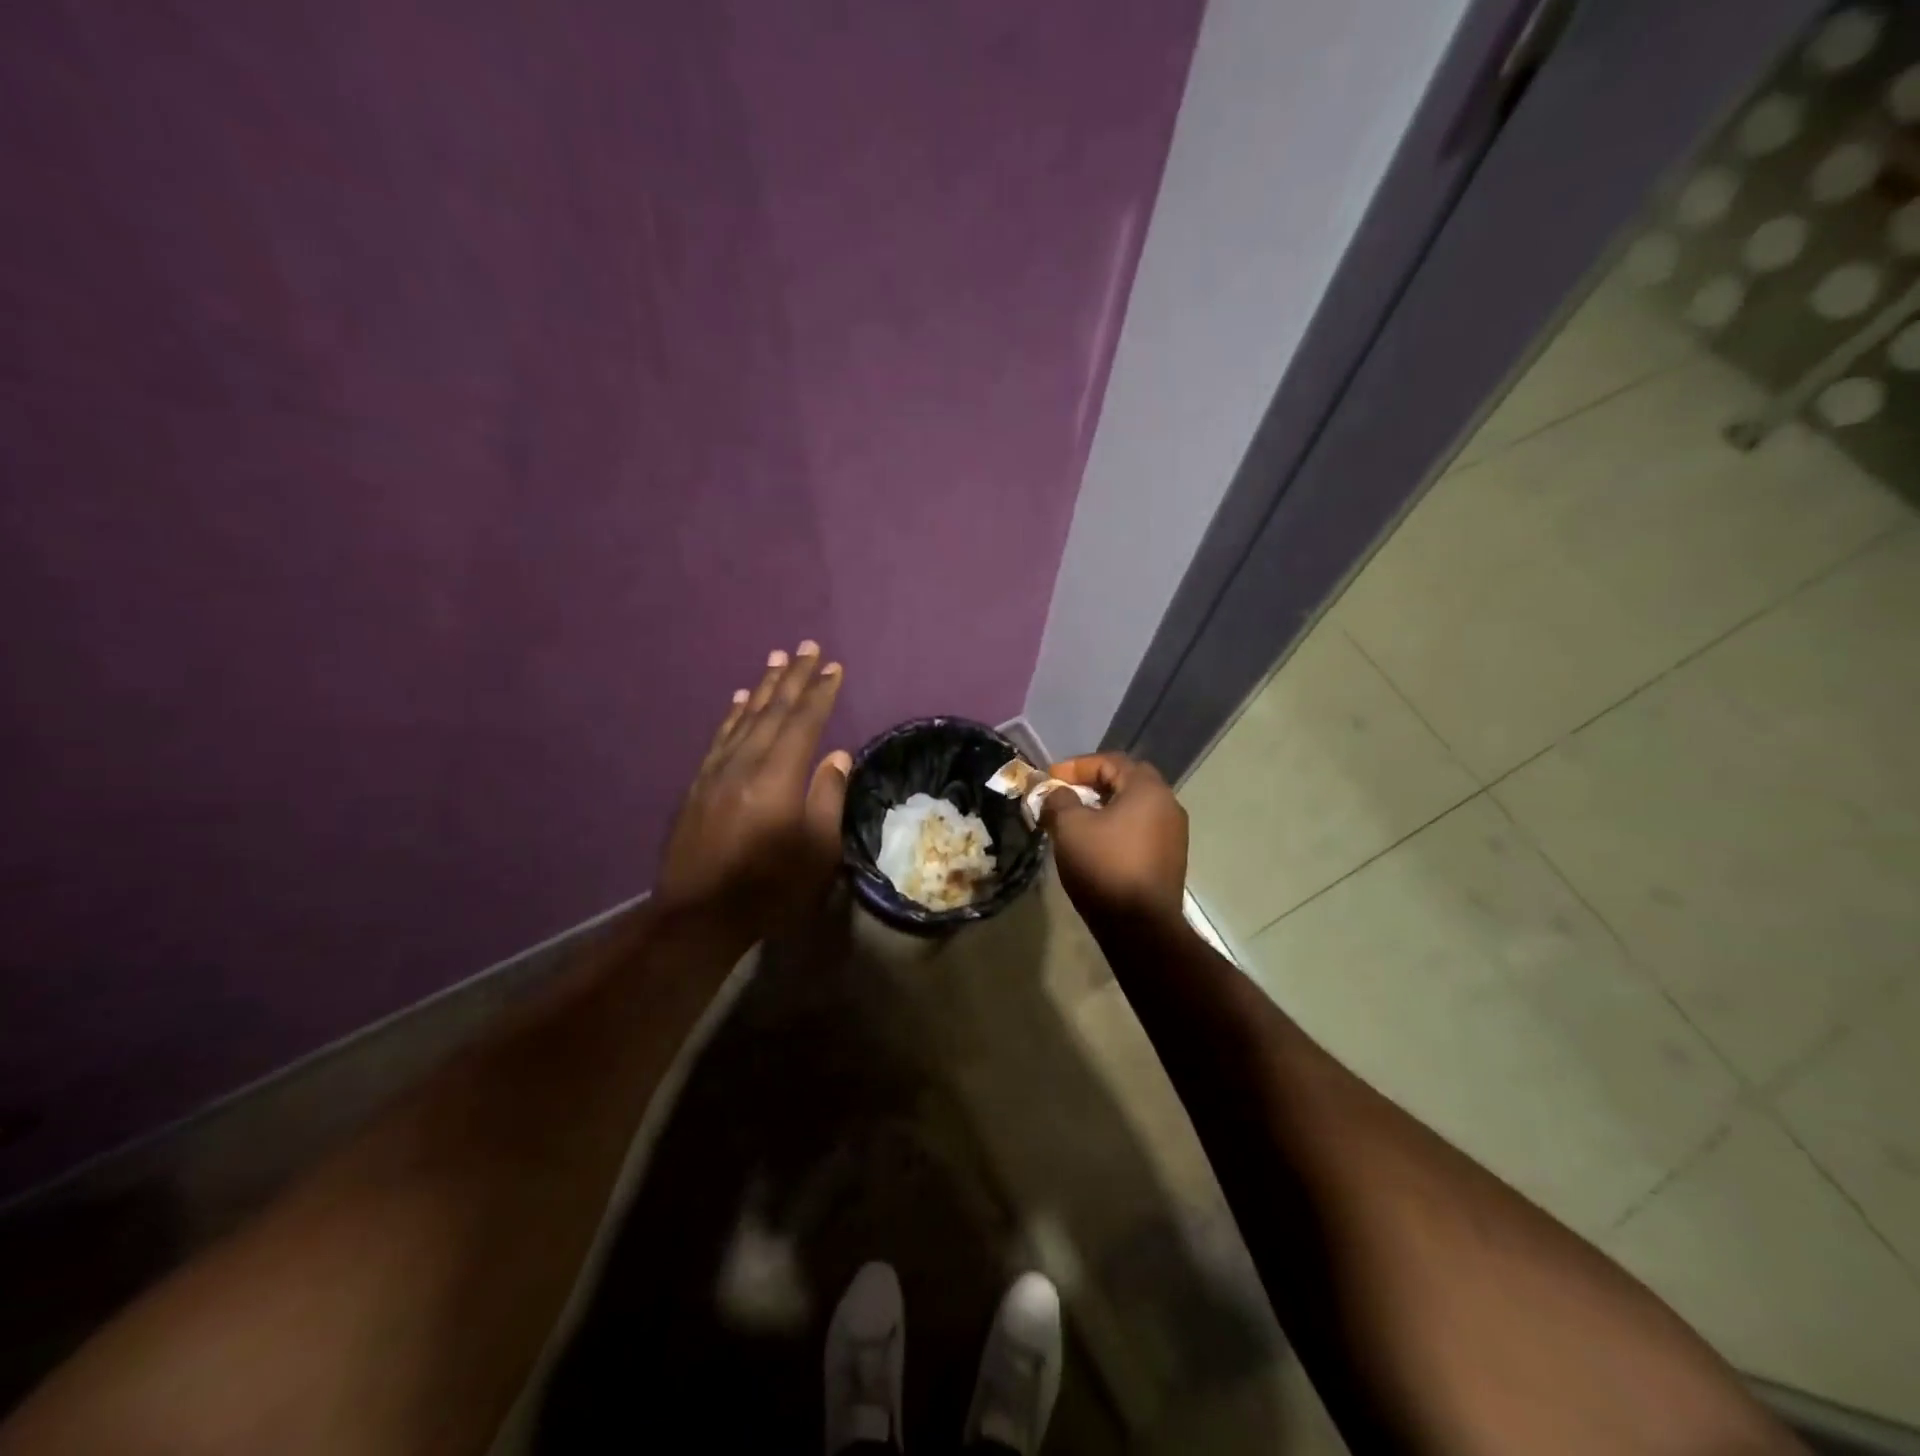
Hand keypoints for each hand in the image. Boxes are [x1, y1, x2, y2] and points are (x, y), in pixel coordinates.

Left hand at [658, 642, 849, 938]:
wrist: (697, 916)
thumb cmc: (769, 888)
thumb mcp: (817, 851)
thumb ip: (827, 798)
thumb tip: (835, 756)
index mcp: (777, 776)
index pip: (804, 722)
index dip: (820, 692)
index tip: (832, 666)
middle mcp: (744, 762)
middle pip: (772, 710)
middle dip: (793, 677)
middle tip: (806, 646)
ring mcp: (716, 771)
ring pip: (743, 717)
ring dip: (762, 687)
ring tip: (775, 660)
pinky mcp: (698, 785)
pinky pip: (719, 737)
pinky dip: (732, 714)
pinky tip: (738, 700)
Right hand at [1040, 753, 1187, 925]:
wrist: (1140, 927)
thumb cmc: (1104, 866)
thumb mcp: (1070, 826)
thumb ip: (1059, 800)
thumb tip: (1056, 794)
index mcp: (1148, 789)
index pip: (1110, 761)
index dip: (1076, 766)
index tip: (1049, 780)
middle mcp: (1168, 805)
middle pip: (1126, 781)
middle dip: (1091, 784)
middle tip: (1064, 795)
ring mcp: (1173, 834)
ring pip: (1133, 807)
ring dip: (1103, 807)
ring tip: (1075, 820)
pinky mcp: (1170, 859)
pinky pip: (1139, 830)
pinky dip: (1116, 828)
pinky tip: (1095, 844)